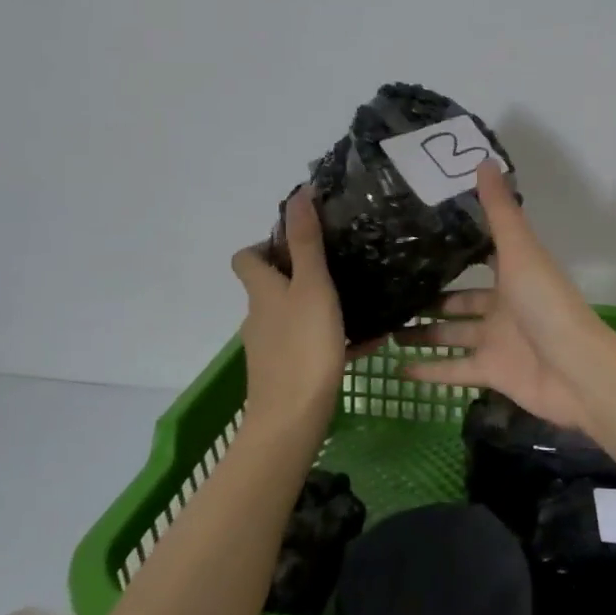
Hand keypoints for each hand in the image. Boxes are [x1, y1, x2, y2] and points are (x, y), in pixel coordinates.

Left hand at [231, 189, 353, 433]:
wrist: (292, 419)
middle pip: (273, 285)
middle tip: (342, 266)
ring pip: (294, 315)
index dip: (266, 244)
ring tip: (359, 300)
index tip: (301, 241)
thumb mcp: (312, 286)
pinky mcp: (287, 371)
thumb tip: (297, 195)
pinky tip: (369, 342)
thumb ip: (306, 242)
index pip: (246, 257)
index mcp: (262, 291)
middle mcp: (260, 315)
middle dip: (302, 273)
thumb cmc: (303, 346)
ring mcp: (272, 346)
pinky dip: (333, 338)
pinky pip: (311, 344)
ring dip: (320, 304)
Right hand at [397, 161, 608, 430]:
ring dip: (424, 333)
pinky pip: (454, 370)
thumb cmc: (547, 303)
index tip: (421, 235)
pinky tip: (396, 368)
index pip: (482, 255)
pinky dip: (429, 371)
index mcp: (514, 273)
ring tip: (385, 328)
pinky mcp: (492, 372)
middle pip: (461, 299)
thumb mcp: (520, 251)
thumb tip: (484, 159)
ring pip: (452, 334)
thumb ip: (500, 211)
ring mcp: (498, 341)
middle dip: (430, 297)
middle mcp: (504, 305)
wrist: (576, 370)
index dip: (457, 246)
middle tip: (391, 290)